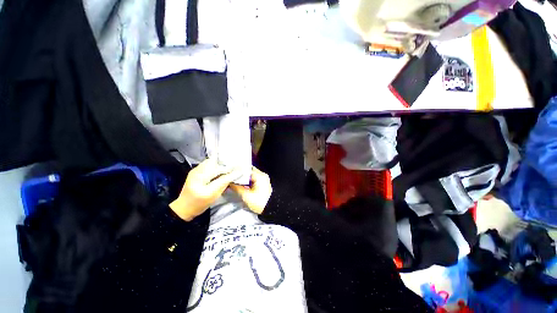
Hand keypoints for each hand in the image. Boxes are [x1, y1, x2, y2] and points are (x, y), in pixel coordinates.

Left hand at [170, 158, 241, 220]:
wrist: (184, 208)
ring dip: (221, 162)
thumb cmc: (200, 204)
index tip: (240, 167)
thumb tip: (236, 173)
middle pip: (214, 162)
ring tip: (230, 166)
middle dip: (226, 162)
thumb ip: (224, 182)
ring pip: (211, 161)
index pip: (219, 170)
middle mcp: (196, 171)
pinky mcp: (196, 171)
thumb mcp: (214, 195)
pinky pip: (208, 164)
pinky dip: (216, 164)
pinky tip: (221, 169)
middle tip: (236, 165)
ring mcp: (195, 170)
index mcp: (200, 179)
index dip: (230, 168)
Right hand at [230, 167, 271, 213]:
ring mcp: (263, 179)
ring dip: (244, 178)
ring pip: (251, 175)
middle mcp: (262, 175)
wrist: (270, 209)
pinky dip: (248, 181)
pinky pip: (254, 179)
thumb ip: (237, 188)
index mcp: (259, 176)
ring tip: (236, 181)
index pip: (246, 168)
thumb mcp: (246, 196)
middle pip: (249, 171)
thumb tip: (230, 183)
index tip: (231, 173)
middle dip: (241, 175)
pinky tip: (243, 185)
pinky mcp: (263, 183)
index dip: (238, 170)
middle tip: (233, 178)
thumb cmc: (260, 203)